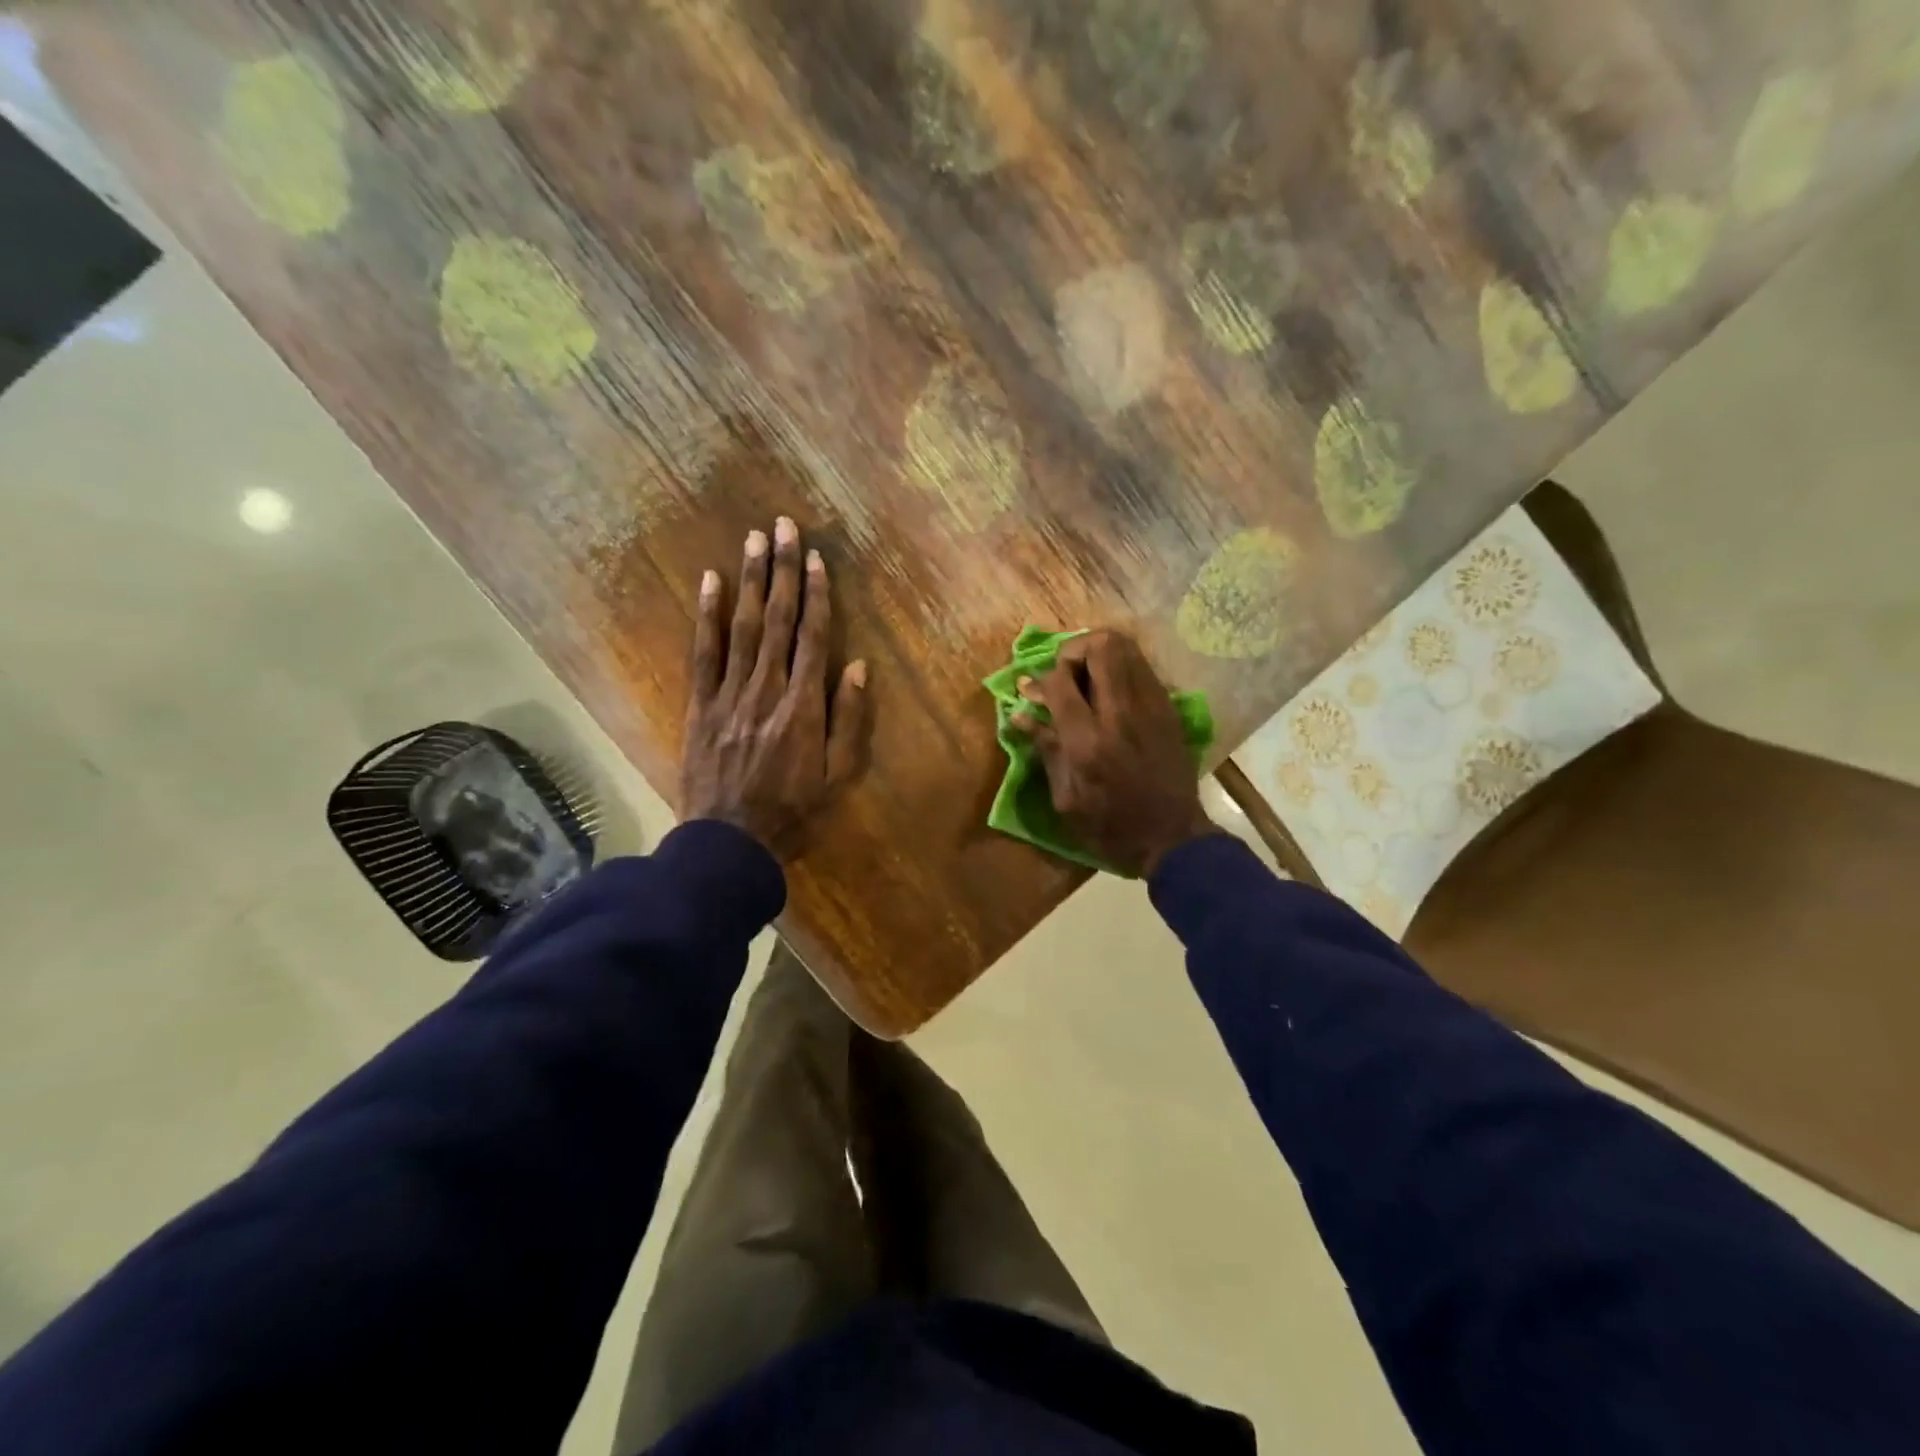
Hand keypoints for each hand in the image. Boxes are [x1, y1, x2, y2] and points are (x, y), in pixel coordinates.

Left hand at [681, 517, 869, 859]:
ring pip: (742, 627)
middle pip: (777, 620)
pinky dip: (707, 616)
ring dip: (750, 581)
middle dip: (783, 570)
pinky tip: (710, 583)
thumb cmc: (794, 811)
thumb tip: (858, 666)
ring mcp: (729, 694)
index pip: (813, 638)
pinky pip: (703, 653)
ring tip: (754, 539)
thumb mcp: (838, 775)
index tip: (817, 558)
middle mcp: (767, 689)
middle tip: (784, 526)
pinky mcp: (700, 705)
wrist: (730, 842)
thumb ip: (848, 719)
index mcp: (804, 706)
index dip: (817, 595)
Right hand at [1010, 631, 1214, 877]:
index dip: (1042, 679)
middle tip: (1064, 673)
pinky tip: (1110, 691)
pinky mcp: (1168, 708)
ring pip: (1127, 647)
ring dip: (1098, 653)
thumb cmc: (1111, 827)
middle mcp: (1121, 714)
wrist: (1173, 838)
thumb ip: (1046, 750)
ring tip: (1086, 675)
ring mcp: (1151, 706)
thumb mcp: (1066, 799)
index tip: (1033, 691)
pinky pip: (1141, 666)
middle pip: (1101, 646)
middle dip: (1073, 650)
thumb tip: (1021, 714)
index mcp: (1089, 742)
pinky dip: (1120, 667)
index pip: (1060, 682)